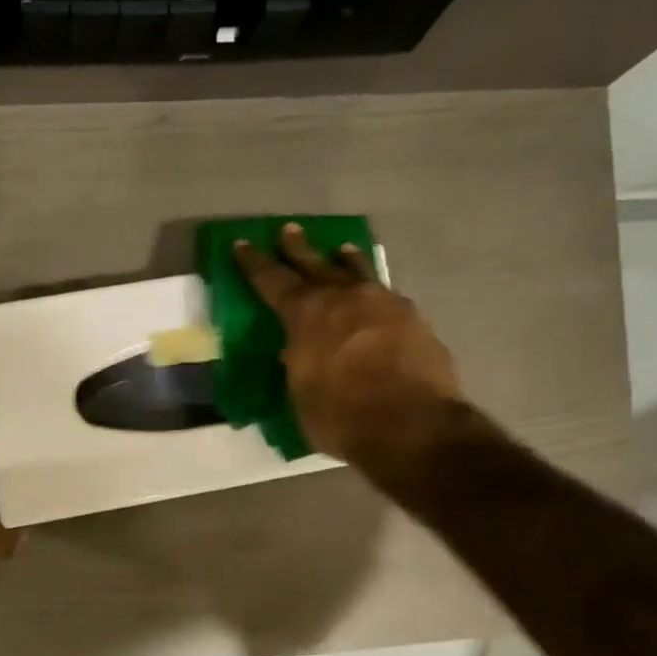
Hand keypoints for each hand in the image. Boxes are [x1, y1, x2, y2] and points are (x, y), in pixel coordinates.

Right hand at [234, 224, 464, 473]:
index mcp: (306, 315)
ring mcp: (384, 304)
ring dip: (346, 261)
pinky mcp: (414, 319)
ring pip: (359, 273)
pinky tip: (378, 296)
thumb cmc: (342, 417)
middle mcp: (344, 298)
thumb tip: (300, 353)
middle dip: (298, 249)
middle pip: (316, 265)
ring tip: (342, 250)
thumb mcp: (302, 395)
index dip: (254, 264)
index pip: (273, 281)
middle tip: (289, 230)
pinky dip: (376, 292)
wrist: (411, 424)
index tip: (242, 244)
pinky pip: (387, 295)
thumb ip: (300, 366)